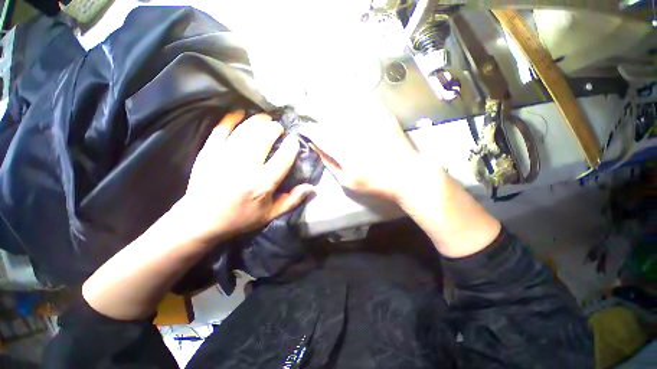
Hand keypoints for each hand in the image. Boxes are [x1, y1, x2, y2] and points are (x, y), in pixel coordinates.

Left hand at [177, 111, 314, 244]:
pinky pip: (221, 129)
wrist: (200, 221)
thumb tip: (312, 188)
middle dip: (275, 128)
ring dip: (258, 121)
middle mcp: (246, 166)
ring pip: (246, 130)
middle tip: (278, 129)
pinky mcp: (209, 152)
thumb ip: (292, 200)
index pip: (284, 157)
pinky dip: (231, 118)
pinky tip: (239, 113)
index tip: (293, 141)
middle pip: (264, 137)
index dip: (292, 145)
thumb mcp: (270, 214)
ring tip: (265, 119)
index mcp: (263, 183)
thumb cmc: (240, 218)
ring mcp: (225, 157)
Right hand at [305, 97, 498, 257]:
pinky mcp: (381, 115)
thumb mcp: (348, 181)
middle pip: (327, 112)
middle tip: (303, 105)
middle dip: (311, 107)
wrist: (408, 175)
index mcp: (342, 148)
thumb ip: (330, 163)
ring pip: (343, 101)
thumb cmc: (376, 183)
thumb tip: (317, 148)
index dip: (308, 129)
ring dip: (328, 96)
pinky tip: (344, 89)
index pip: (318, 133)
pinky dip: (352, 91)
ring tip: (318, 93)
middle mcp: (352, 130)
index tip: (303, 128)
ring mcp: (368, 120)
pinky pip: (364, 98)